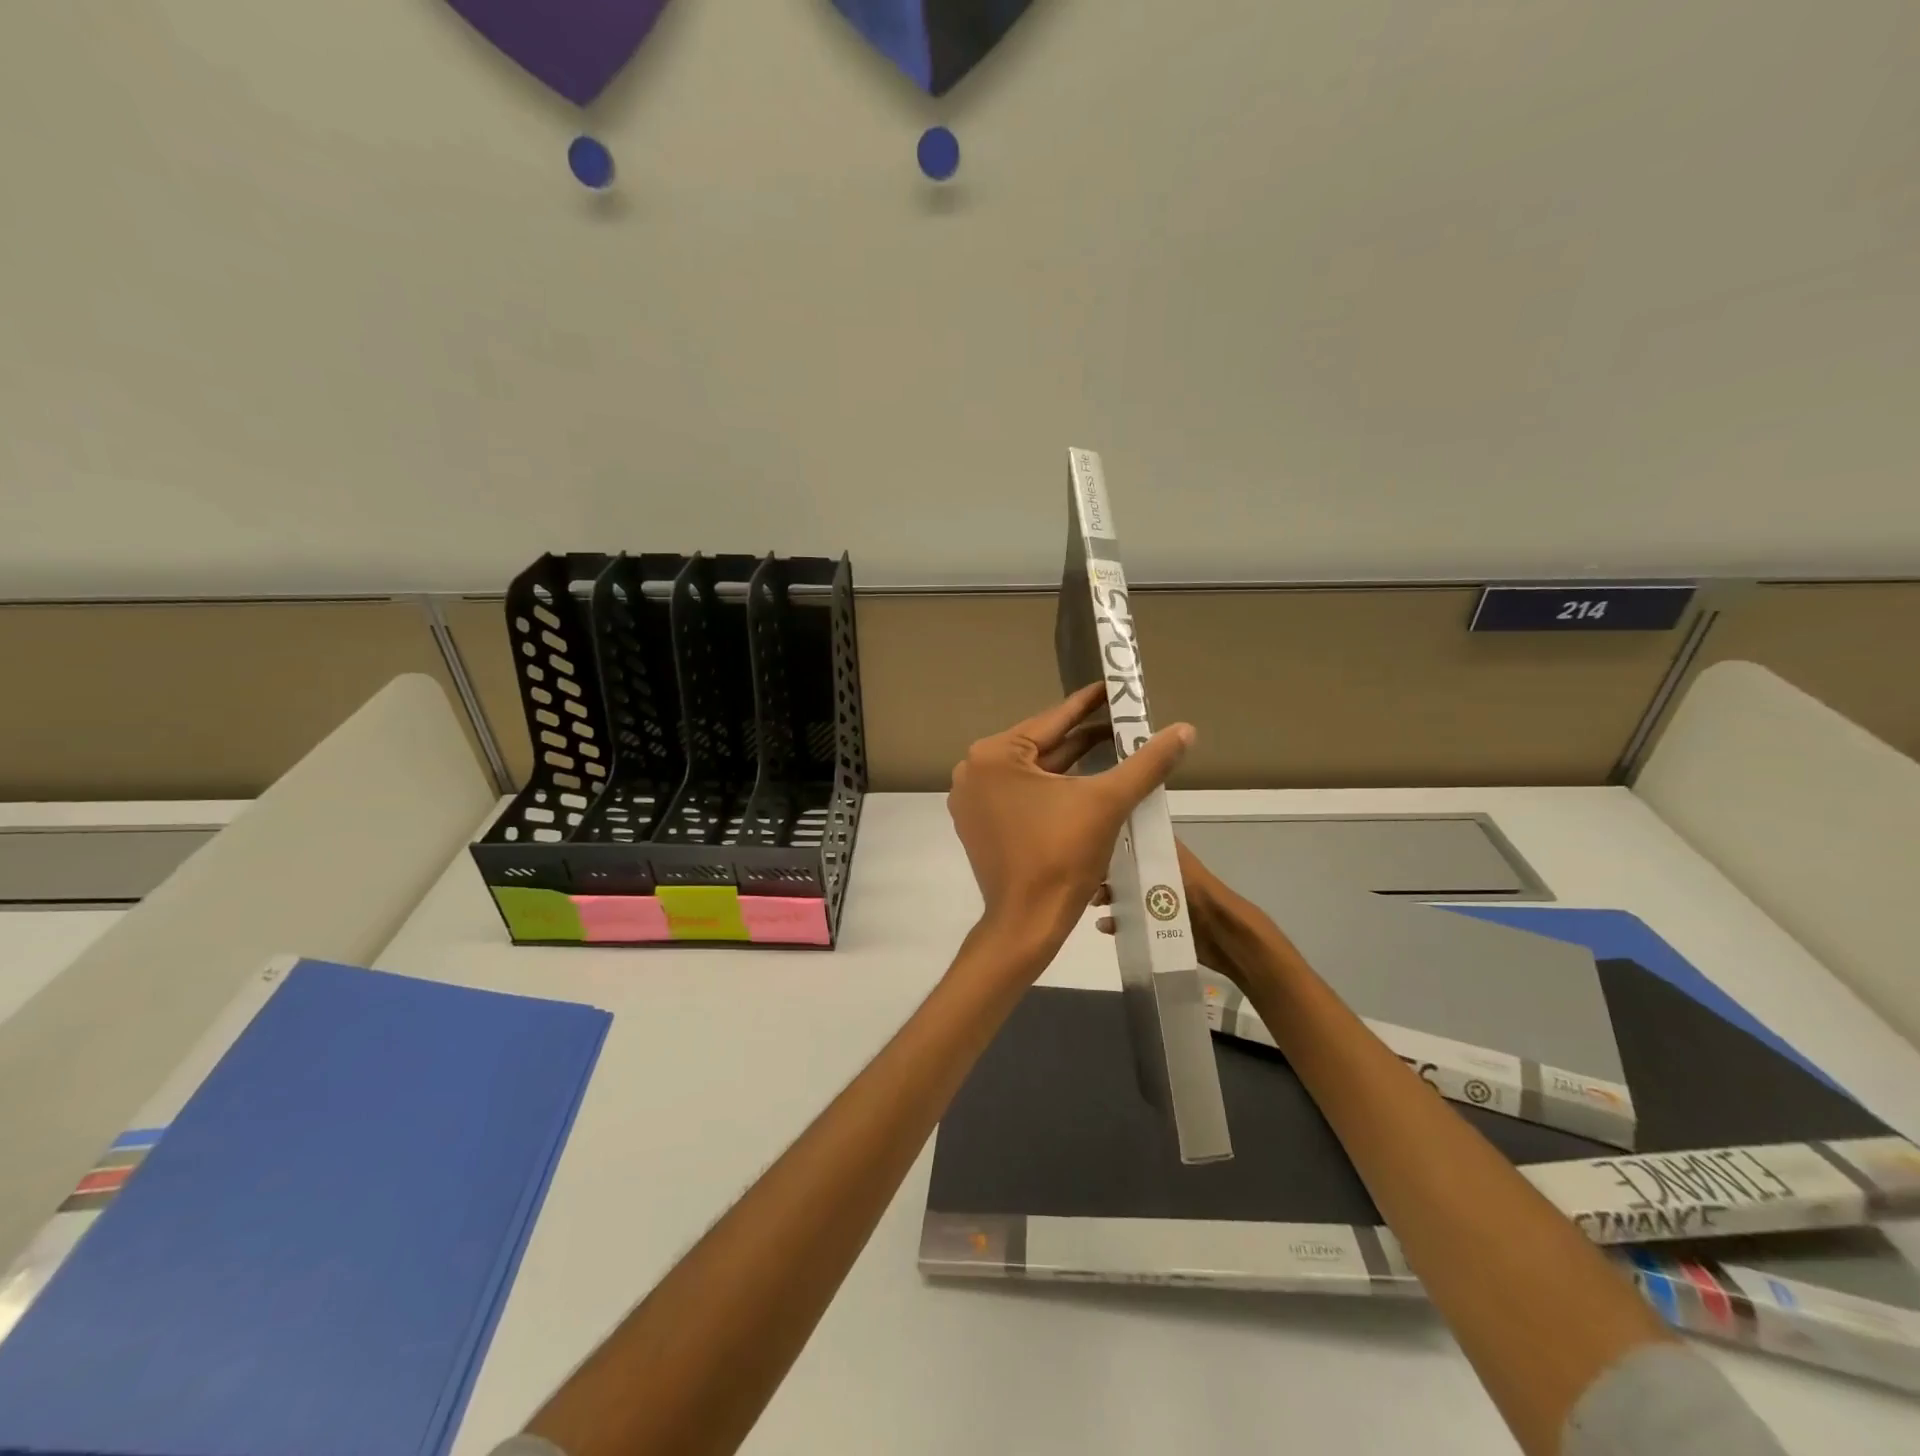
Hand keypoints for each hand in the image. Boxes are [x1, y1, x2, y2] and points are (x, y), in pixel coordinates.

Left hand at [948, 683, 1195, 953]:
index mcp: (994, 755)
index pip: (1052, 721)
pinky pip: (1020, 794)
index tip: (1113, 687)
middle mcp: (974, 770)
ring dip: (1070, 764)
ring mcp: (973, 799)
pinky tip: (1084, 782)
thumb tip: (1185, 729)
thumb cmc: (1062, 857)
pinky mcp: (979, 823)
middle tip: (1123, 721)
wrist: (1028, 922)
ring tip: (1113, 746)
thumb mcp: (1108, 802)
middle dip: (1083, 737)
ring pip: (1032, 772)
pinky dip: (1051, 788)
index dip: (1089, 704)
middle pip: (1041, 747)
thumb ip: (1147, 762)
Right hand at [1096, 838, 1237, 980]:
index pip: (1134, 842)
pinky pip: (1130, 922)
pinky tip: (1105, 926)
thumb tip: (1131, 817)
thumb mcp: (1177, 864)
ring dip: (1108, 898)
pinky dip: (1116, 923)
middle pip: (1125, 871)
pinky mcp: (1156, 927)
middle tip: (1090, 880)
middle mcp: (1159, 877)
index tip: (1090, 843)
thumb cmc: (1201, 895)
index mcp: (1165, 857)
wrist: (1225, 937)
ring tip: (1095, 904)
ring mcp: (1157, 903)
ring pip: (1124, 895)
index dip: (1113, 841)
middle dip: (1106, 874)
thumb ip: (1158, 846)